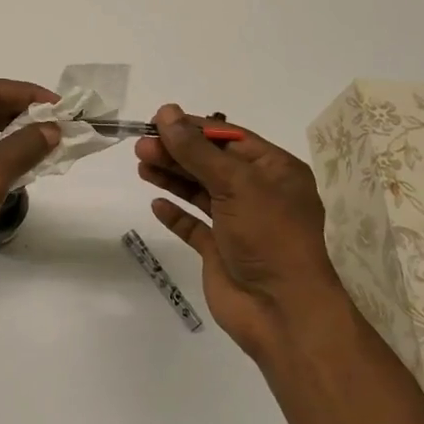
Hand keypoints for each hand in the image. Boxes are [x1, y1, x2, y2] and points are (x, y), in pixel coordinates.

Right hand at [134, 104, 351, 359]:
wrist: (281, 311)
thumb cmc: (269, 235)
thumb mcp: (235, 183)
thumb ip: (196, 149)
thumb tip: (166, 112)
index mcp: (275, 170)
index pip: (230, 138)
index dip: (194, 128)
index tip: (158, 121)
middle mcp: (259, 193)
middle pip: (211, 163)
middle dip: (177, 152)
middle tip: (141, 146)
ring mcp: (239, 223)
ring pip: (201, 191)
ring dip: (173, 177)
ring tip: (141, 166)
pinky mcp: (221, 251)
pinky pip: (195, 226)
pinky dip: (176, 214)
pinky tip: (157, 204)